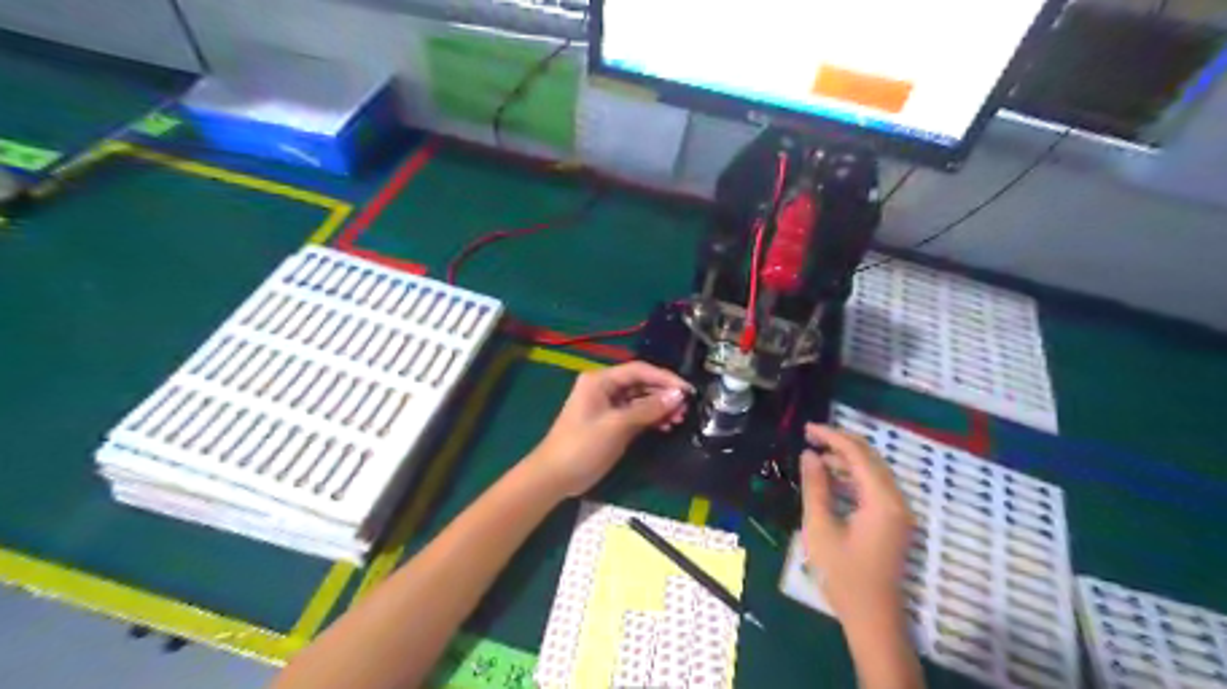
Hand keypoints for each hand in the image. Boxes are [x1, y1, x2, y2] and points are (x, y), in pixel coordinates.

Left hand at [524, 361, 688, 499]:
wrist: (555, 476)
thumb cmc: (582, 446)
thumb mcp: (617, 426)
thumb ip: (648, 409)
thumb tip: (677, 395)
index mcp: (600, 380)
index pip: (639, 370)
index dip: (664, 377)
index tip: (687, 389)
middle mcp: (604, 388)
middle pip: (641, 383)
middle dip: (664, 394)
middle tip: (686, 407)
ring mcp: (608, 406)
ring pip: (640, 400)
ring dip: (660, 407)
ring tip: (679, 418)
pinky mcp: (611, 423)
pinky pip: (636, 414)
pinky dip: (651, 418)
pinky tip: (666, 426)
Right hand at [801, 425, 914, 635]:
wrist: (872, 618)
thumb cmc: (843, 575)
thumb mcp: (821, 528)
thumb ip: (815, 487)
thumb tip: (809, 454)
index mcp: (882, 501)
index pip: (858, 454)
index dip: (832, 437)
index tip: (806, 429)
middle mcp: (897, 500)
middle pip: (870, 458)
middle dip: (839, 444)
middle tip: (809, 437)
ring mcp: (898, 512)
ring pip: (873, 472)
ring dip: (845, 460)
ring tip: (815, 458)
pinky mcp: (894, 521)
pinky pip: (874, 487)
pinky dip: (853, 477)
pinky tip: (831, 480)